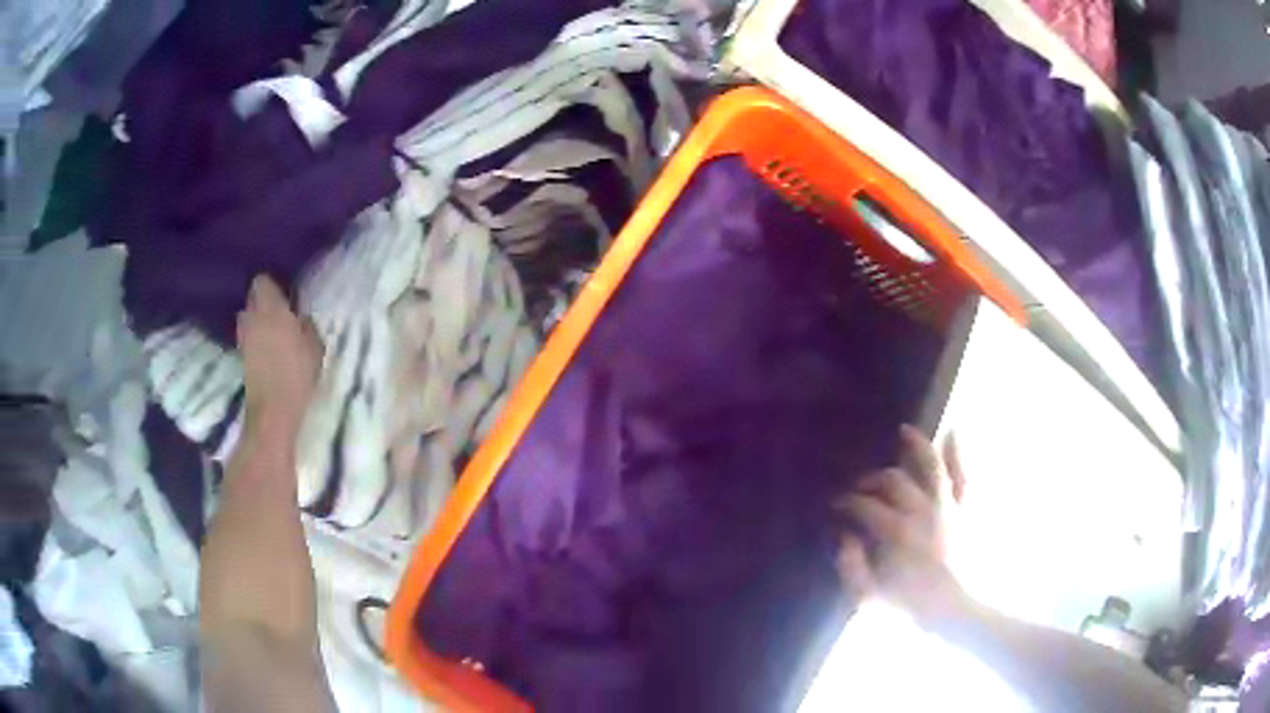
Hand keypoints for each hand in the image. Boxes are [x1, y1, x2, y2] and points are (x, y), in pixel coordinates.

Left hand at [236, 276, 323, 439]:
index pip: (262, 281)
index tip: (286, 295)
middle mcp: (251, 316)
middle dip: (264, 304)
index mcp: (270, 307)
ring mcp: (242, 337)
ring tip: (274, 334)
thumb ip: (306, 326)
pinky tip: (269, 352)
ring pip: (248, 319)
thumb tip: (300, 318)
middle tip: (282, 314)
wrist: (273, 412)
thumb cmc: (297, 373)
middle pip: (253, 299)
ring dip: (258, 323)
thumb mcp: (315, 346)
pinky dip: (256, 341)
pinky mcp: (240, 357)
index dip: (273, 286)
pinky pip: (248, 338)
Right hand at [835, 425, 966, 624]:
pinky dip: (959, 453)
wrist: (957, 613)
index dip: (846, 502)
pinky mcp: (966, 509)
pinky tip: (953, 432)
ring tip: (905, 431)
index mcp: (897, 532)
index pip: (864, 505)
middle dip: (871, 480)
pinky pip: (964, 475)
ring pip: (931, 465)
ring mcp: (948, 506)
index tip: (835, 506)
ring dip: (917, 445)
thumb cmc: (912, 607)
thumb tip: (844, 538)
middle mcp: (923, 510)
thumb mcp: (870, 598)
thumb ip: (851, 567)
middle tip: (859, 487)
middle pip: (892, 481)